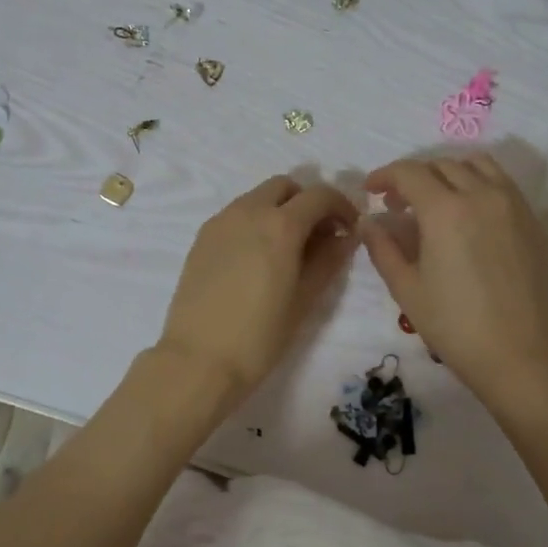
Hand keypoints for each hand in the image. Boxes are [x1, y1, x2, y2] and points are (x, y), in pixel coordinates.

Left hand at [157, 175, 359, 406]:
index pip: (320, 195)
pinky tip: (257, 258)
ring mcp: (220, 221)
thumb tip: (345, 236)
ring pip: (257, 197)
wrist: (198, 360)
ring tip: (287, 249)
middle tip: (318, 235)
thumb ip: (328, 260)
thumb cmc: (260, 336)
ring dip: (279, 209)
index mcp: (280, 224)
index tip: (349, 229)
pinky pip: (236, 215)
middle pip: (285, 186)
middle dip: (307, 202)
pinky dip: (254, 221)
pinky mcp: (202, 237)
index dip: (341, 206)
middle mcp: (249, 211)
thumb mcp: (305, 299)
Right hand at [362, 154, 547, 405]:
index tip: (371, 191)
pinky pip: (503, 185)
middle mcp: (482, 195)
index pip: (409, 173)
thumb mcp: (406, 288)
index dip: (385, 176)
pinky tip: (469, 215)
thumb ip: (383, 248)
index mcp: (446, 210)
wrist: (518, 355)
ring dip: (449, 172)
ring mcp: (514, 206)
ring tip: (436, 199)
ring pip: (479, 166)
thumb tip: (368, 222)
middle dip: (414, 176)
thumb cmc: (453, 325)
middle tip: (398, 203)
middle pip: (443, 164)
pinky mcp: (533, 223)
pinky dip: (479, 185)